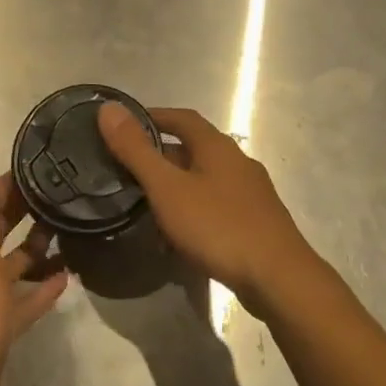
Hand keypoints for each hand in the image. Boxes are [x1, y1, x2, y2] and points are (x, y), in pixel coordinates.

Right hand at [96, 104, 321, 316]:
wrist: (278, 277)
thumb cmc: (218, 226)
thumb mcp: (168, 188)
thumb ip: (136, 150)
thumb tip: (108, 108)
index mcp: (217, 146)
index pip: (182, 117)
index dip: (153, 116)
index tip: (124, 125)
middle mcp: (237, 161)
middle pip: (194, 148)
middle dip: (161, 154)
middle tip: (126, 169)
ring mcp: (250, 192)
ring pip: (204, 178)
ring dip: (176, 184)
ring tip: (146, 202)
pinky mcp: (256, 221)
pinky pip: (216, 204)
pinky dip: (193, 209)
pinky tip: (179, 234)